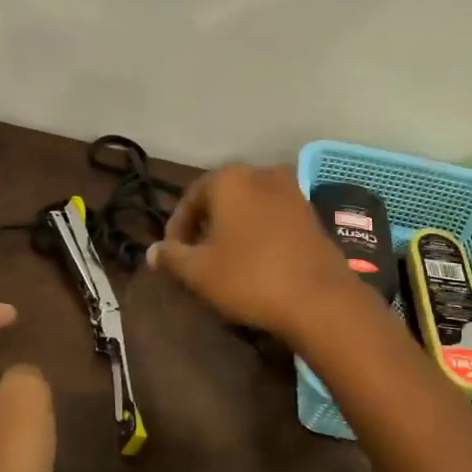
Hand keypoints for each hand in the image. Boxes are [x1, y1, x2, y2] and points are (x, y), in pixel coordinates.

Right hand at [146, 163, 362, 340]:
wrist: (319, 298)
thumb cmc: (250, 277)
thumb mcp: (199, 271)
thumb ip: (172, 256)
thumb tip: (151, 251)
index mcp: (230, 179)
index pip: (190, 198)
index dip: (176, 228)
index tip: (172, 256)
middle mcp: (261, 174)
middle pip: (221, 198)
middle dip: (205, 226)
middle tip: (195, 257)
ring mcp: (292, 191)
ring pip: (248, 206)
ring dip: (232, 228)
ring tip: (224, 260)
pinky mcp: (311, 213)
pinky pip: (272, 216)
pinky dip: (258, 232)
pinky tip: (255, 260)